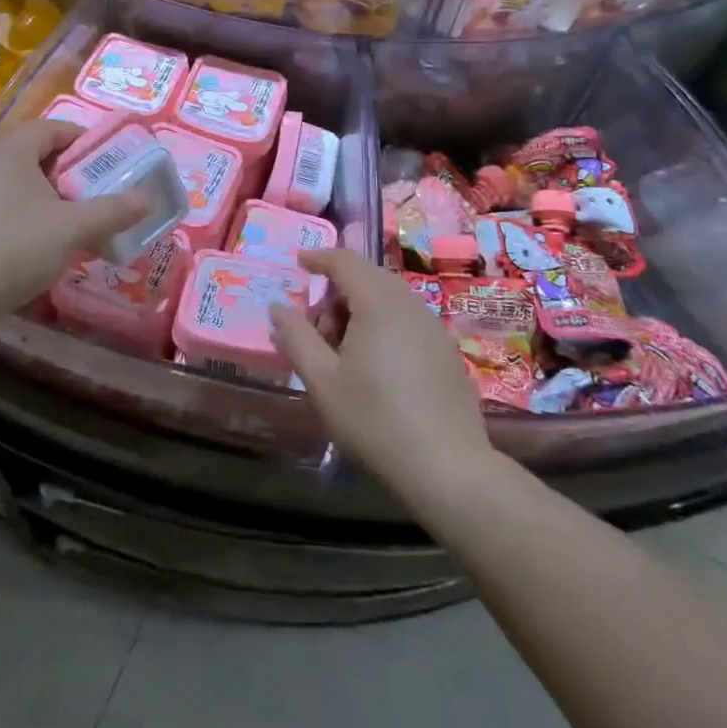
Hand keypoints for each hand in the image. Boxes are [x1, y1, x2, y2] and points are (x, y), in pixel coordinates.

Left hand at [0, 119, 147, 327]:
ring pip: (23, 184)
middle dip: (72, 174)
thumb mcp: (72, 228)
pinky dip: (30, 216)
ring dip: (52, 198)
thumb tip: (147, 199)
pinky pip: (6, 205)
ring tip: (77, 223)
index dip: (86, 142)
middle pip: (39, 155)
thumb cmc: (14, 246)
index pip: (55, 128)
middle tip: (99, 195)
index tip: (111, 163)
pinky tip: (44, 245)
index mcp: (12, 149)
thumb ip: (112, 211)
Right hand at [270, 249, 495, 508]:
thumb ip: (296, 337)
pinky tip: (375, 368)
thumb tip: (278, 307)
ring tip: (341, 355)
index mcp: (378, 302)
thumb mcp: (322, 381)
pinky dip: (383, 326)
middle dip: (336, 294)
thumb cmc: (375, 420)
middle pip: (367, 278)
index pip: (345, 260)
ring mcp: (434, 327)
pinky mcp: (447, 352)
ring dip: (359, 312)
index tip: (298, 264)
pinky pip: (407, 320)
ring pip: (388, 300)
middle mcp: (410, 304)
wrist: (449, 469)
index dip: (318, 258)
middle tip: (315, 330)